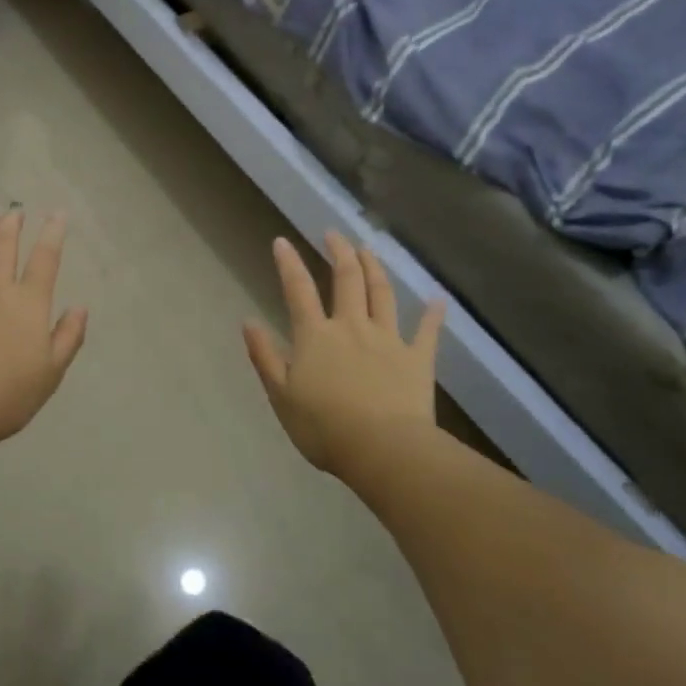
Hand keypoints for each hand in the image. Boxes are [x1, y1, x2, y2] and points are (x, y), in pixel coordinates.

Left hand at [0, 210, 88, 452]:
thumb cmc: (8, 395)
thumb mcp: (52, 372)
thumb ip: (68, 337)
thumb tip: (80, 307)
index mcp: (28, 304)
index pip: (45, 260)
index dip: (53, 234)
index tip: (57, 214)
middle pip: (4, 247)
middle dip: (11, 225)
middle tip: (14, 212)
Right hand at [243, 231, 446, 477]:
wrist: (383, 451)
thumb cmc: (324, 428)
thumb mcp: (281, 395)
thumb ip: (265, 356)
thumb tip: (248, 321)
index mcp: (315, 336)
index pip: (298, 290)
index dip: (288, 263)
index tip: (282, 241)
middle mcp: (351, 327)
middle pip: (346, 279)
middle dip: (339, 252)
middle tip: (334, 234)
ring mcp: (388, 339)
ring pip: (382, 294)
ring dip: (374, 268)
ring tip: (368, 249)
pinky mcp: (417, 359)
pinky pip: (427, 332)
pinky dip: (432, 314)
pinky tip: (437, 300)